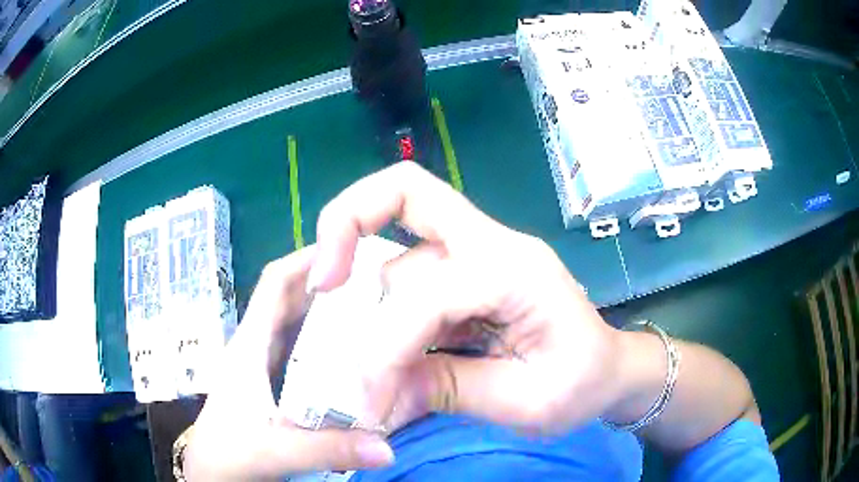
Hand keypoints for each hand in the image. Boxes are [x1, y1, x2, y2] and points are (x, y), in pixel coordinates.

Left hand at [183, 247, 394, 480]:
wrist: (211, 473)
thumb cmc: (229, 453)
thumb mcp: (276, 450)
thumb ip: (328, 448)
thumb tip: (388, 448)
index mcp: (250, 346)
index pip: (275, 284)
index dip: (306, 259)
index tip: (348, 247)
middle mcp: (257, 348)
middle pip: (292, 301)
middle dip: (329, 284)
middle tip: (377, 281)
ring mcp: (264, 367)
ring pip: (298, 328)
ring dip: (329, 316)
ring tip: (374, 312)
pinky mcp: (272, 386)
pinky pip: (303, 356)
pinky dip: (327, 349)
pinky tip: (355, 359)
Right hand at [309, 163, 624, 433]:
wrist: (610, 371)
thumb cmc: (582, 385)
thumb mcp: (525, 403)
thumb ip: (449, 389)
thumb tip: (378, 392)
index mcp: (516, 270)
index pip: (426, 294)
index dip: (385, 350)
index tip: (371, 401)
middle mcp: (492, 245)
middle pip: (406, 191)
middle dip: (346, 223)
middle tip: (321, 283)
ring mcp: (477, 254)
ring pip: (399, 247)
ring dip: (365, 288)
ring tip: (354, 347)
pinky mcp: (466, 274)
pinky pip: (408, 271)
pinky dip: (381, 303)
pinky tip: (377, 342)